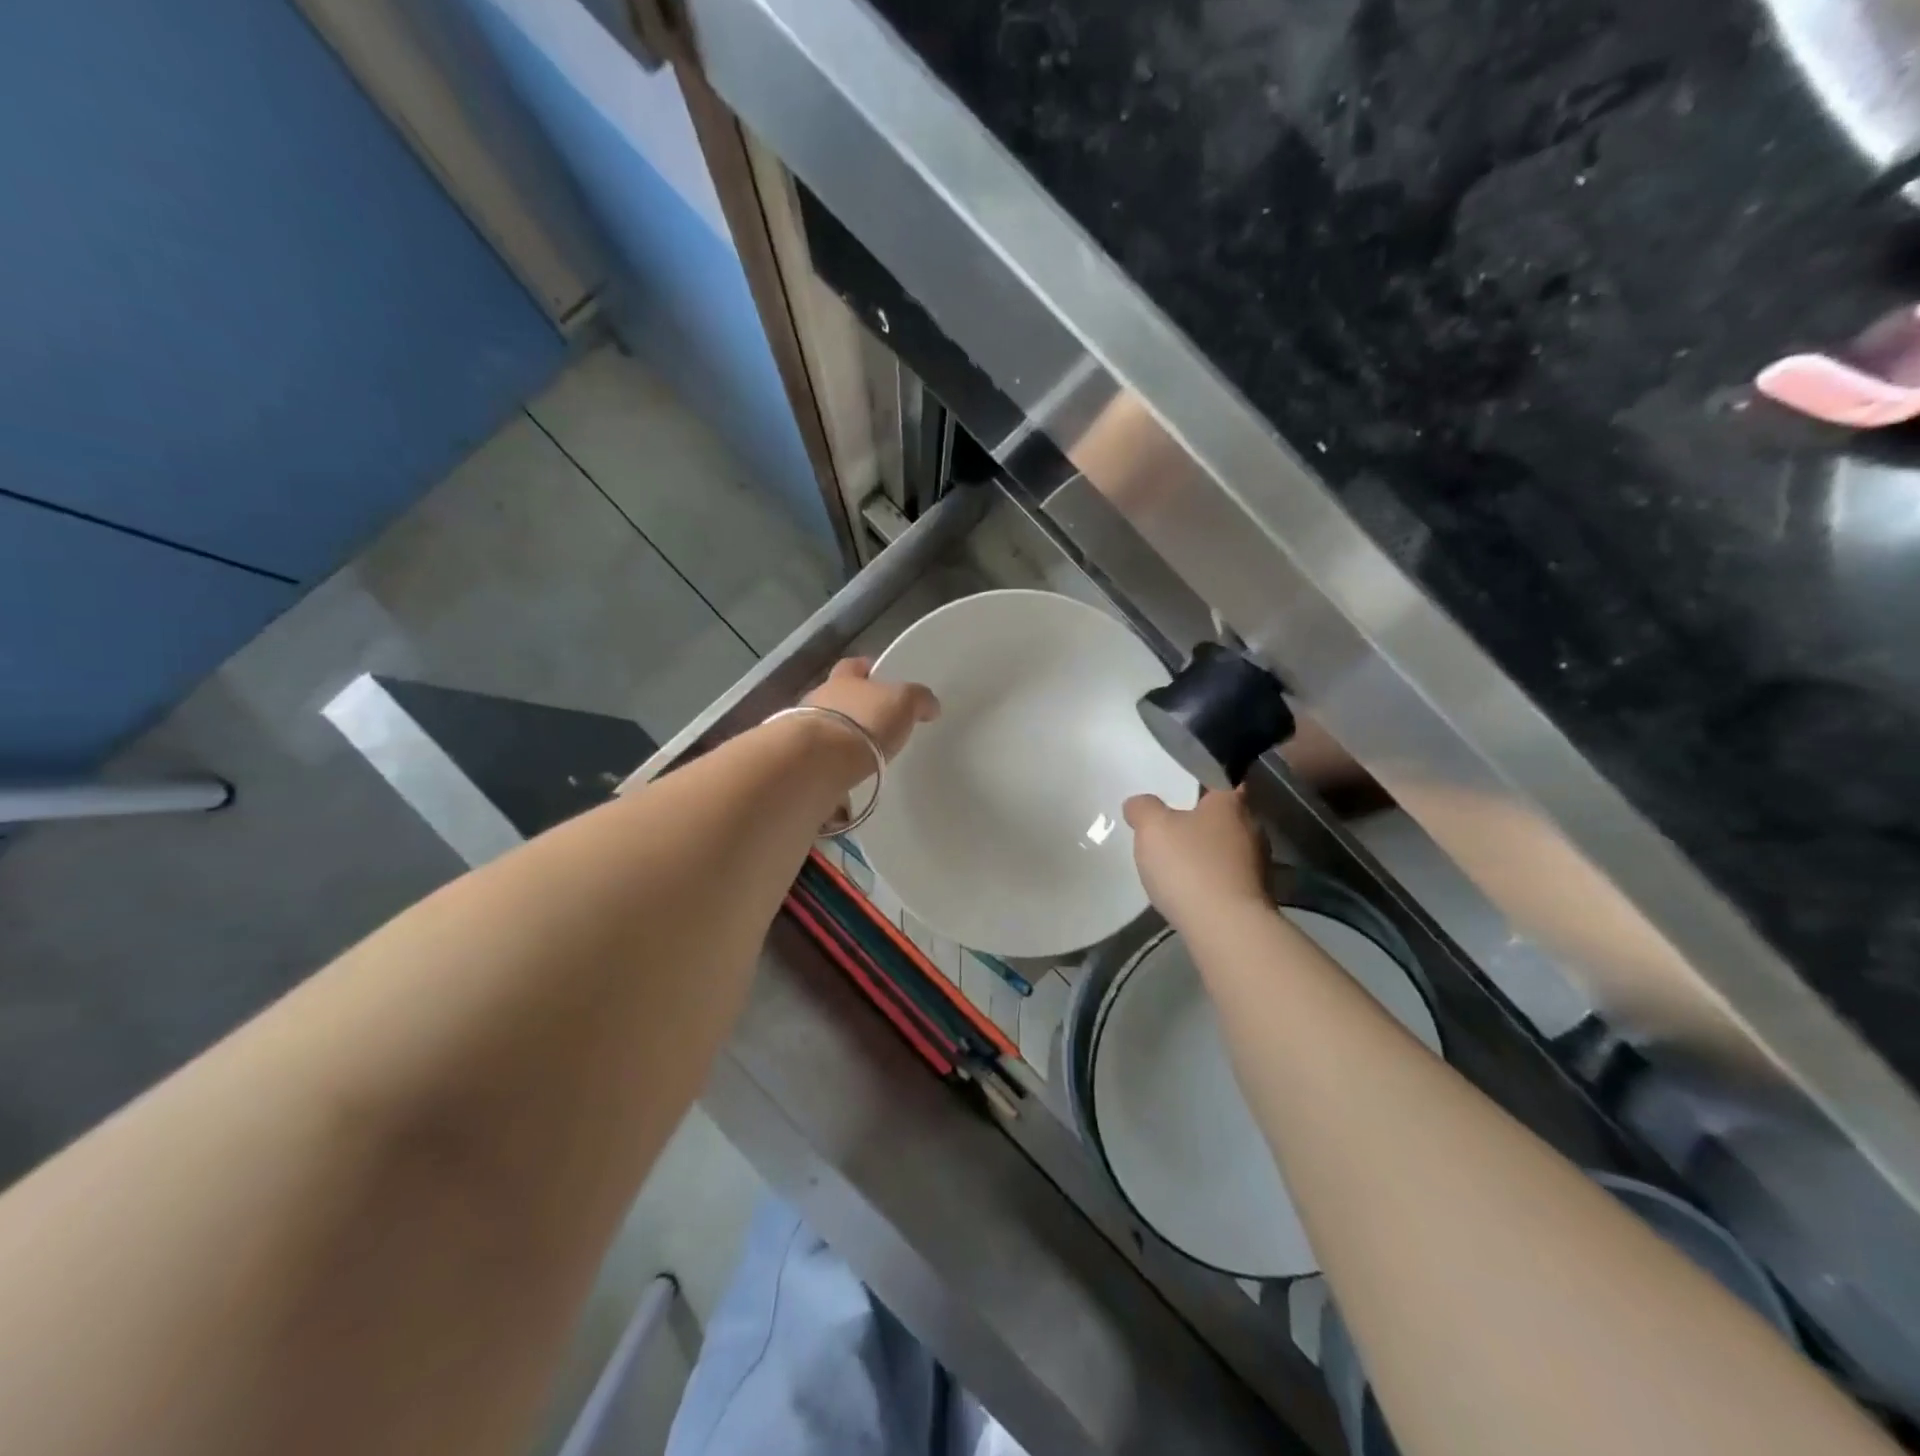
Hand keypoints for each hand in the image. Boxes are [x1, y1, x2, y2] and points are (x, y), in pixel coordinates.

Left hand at [802, 658, 939, 759]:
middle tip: (876, 724)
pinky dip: (833, 766)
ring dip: (841, 740)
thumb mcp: (904, 702)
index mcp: (843, 678)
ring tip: (862, 756)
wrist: (819, 760)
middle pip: (837, 697)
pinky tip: (847, 779)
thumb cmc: (865, 721)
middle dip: (854, 708)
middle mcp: (818, 699)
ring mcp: (803, 730)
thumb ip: (918, 699)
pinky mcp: (799, 760)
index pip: (854, 666)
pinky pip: (820, 760)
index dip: (866, 669)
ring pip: (826, 729)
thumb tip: (930, 705)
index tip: (879, 677)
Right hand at [1124, 788, 1268, 928]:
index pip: (1221, 782)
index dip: (1202, 785)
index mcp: (1230, 804)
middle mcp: (1252, 829)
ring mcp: (1259, 866)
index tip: (1182, 794)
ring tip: (1179, 865)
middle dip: (1202, 823)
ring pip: (1228, 850)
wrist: (1227, 929)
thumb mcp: (1152, 828)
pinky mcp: (1257, 897)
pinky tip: (1191, 892)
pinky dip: (1212, 881)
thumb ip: (1143, 809)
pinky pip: (1229, 879)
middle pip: (1225, 818)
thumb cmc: (1190, 866)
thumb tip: (1139, 804)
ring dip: (1208, 855)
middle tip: (1173, 830)